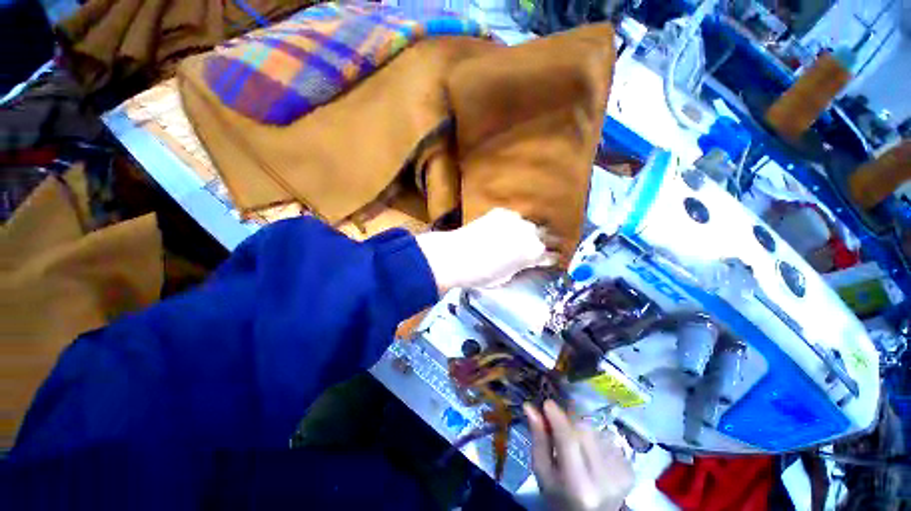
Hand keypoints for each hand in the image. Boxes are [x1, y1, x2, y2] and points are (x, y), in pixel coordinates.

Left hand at [416, 208, 556, 291]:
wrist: (456, 256)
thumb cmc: (482, 274)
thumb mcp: (507, 277)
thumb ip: (521, 266)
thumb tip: (524, 262)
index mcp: (535, 253)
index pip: (552, 255)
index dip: (551, 258)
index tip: (550, 259)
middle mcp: (530, 233)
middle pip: (546, 236)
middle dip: (545, 242)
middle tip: (539, 248)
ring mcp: (516, 220)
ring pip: (529, 225)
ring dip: (527, 232)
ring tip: (519, 238)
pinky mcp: (501, 213)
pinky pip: (513, 218)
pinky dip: (511, 225)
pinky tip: (502, 230)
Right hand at [524, 401, 633, 510]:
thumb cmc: (560, 496)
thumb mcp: (543, 473)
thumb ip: (538, 439)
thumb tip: (530, 407)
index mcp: (578, 484)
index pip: (568, 440)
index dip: (558, 417)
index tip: (547, 403)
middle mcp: (604, 479)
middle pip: (584, 430)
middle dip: (569, 423)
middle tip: (559, 427)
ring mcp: (621, 474)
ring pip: (596, 431)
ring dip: (582, 431)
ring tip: (576, 445)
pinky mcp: (630, 469)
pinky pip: (607, 438)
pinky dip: (596, 439)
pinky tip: (591, 453)